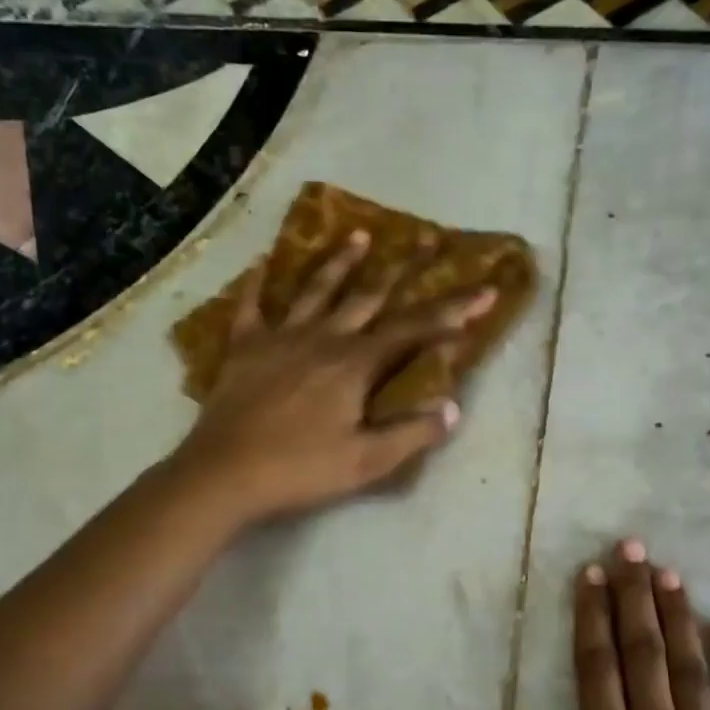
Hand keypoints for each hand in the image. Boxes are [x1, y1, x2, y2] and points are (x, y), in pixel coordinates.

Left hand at [174, 231, 495, 523]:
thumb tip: (453, 408)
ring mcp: (280, 338)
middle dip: (404, 268)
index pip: (414, 330)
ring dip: (340, 262)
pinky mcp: (244, 348)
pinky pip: (251, 307)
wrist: (224, 474)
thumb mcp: (366, 462)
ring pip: (316, 291)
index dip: (453, 311)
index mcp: (355, 365)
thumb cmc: (300, 469)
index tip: (485, 290)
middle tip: (427, 237)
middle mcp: (322, 338)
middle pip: (369, 296)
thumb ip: (412, 434)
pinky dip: (257, 283)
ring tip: (360, 235)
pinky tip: (262, 262)